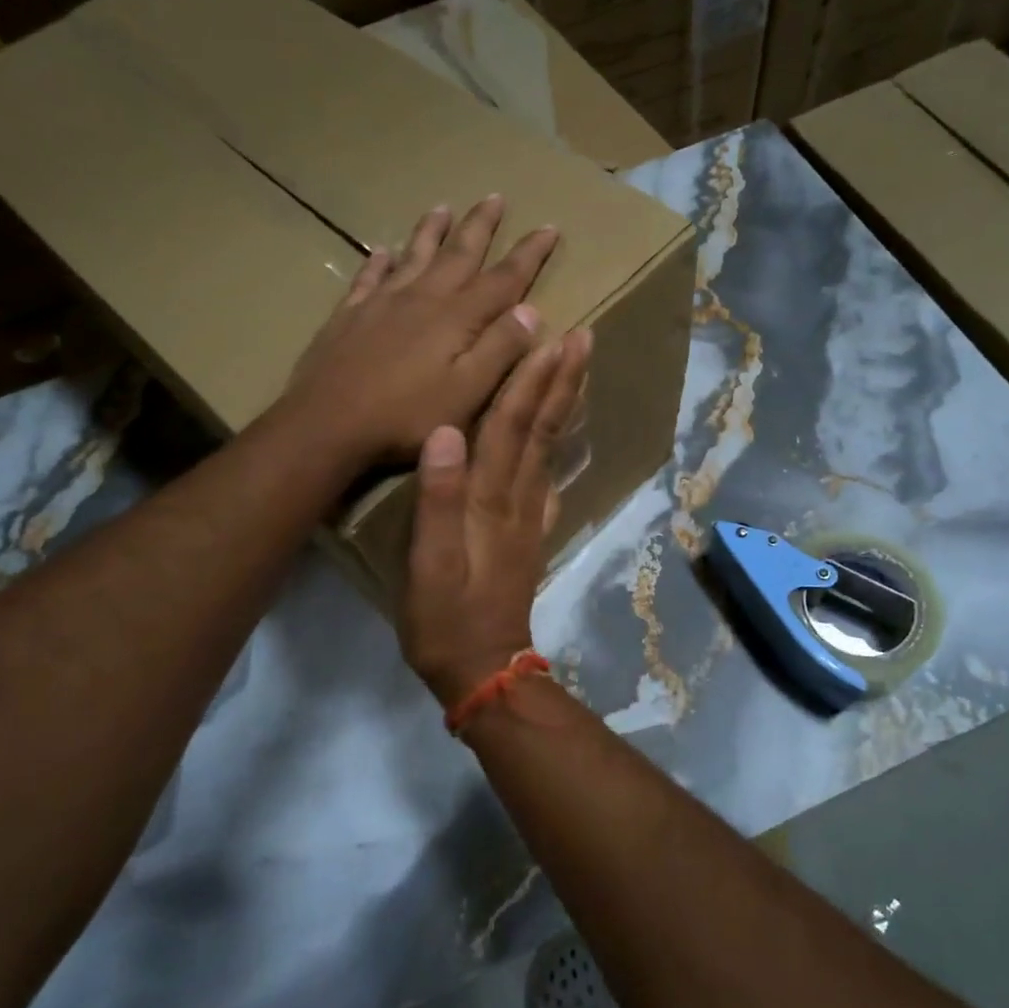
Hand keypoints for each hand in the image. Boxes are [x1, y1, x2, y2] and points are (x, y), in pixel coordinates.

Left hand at [283, 195, 558, 466]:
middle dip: (481, 226)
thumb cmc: (406, 416)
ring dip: (431, 232)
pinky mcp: (349, 316)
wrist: (327, 423)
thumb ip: (501, 350)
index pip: (504, 279)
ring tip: (442, 207)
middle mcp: (422, 298)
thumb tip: (532, 310)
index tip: (550, 227)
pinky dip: (379, 261)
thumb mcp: (468, 392)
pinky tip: (382, 251)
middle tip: (495, 197)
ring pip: (413, 256)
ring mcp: (381, 303)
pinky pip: (368, 277)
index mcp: (457, 318)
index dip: (529, 254)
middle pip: (458, 254)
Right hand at [398, 326, 591, 709]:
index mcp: (490, 499)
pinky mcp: (530, 535)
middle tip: (582, 337)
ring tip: (577, 371)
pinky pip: (548, 478)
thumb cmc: (444, 617)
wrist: (484, 669)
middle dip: (561, 380)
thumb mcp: (426, 563)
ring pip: (549, 449)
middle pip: (541, 429)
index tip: (553, 337)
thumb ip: (436, 498)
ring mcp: (529, 517)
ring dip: (564, 405)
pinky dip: (558, 448)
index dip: (531, 380)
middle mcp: (517, 499)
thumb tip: (444, 431)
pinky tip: (562, 438)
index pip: (511, 425)